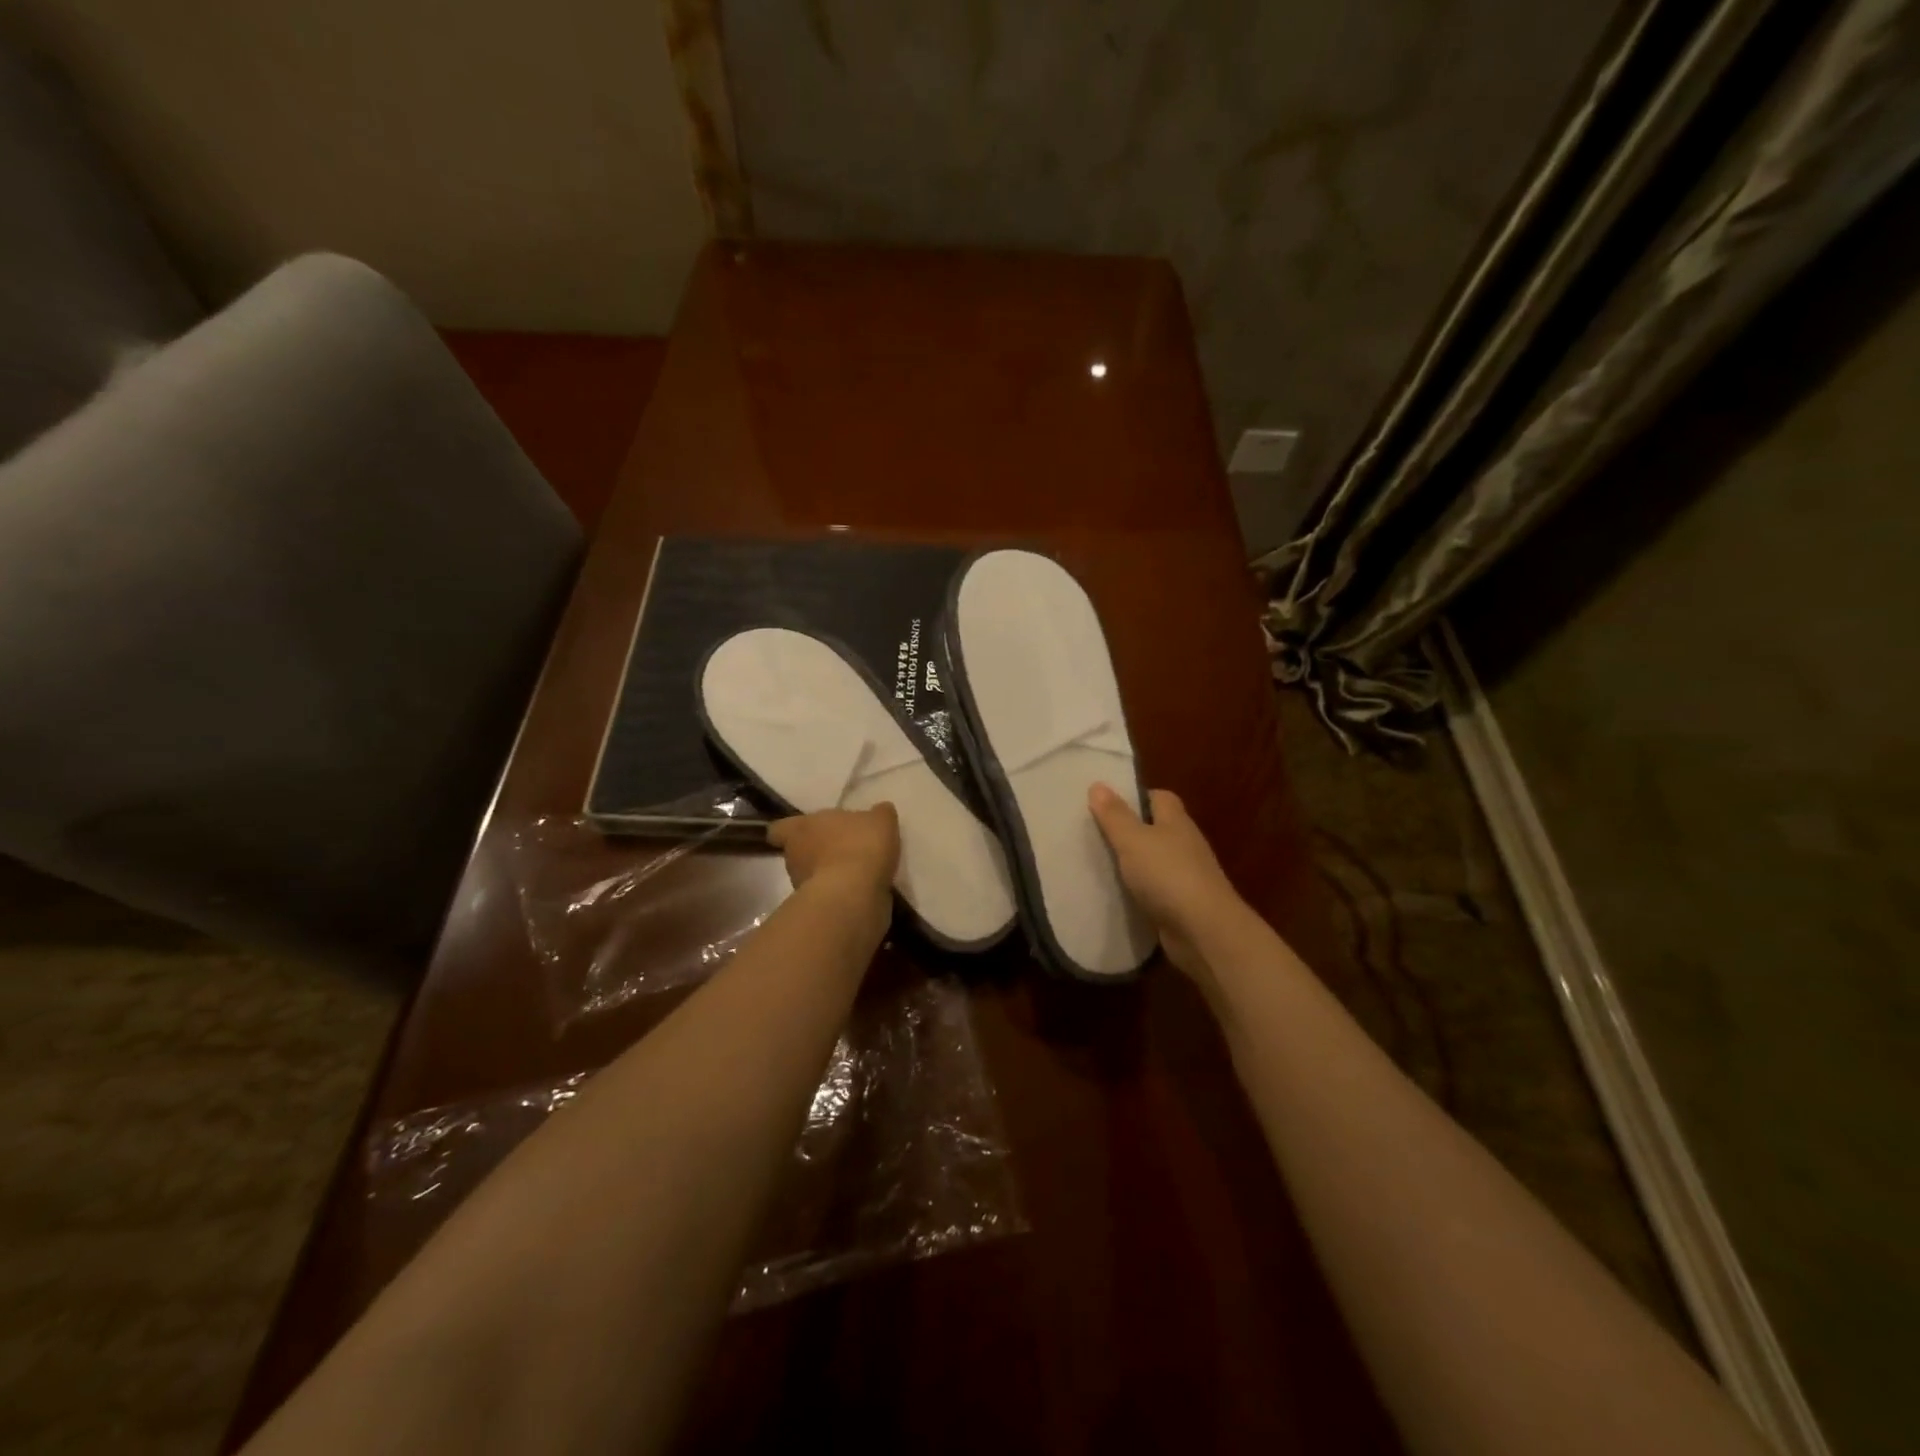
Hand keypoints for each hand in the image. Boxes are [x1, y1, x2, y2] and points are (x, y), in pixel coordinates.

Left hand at [767, 804, 899, 935]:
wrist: (855, 896)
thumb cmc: (859, 846)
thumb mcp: (880, 820)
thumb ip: (878, 814)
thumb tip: (880, 811)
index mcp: (800, 828)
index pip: (779, 829)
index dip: (791, 830)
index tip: (807, 831)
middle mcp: (794, 857)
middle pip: (799, 851)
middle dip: (817, 851)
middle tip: (843, 847)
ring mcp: (802, 886)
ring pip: (813, 874)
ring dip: (830, 872)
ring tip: (857, 870)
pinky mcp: (818, 908)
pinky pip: (829, 895)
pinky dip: (841, 892)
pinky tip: (863, 888)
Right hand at [1089, 784, 1244, 979]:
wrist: (1203, 931)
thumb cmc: (1167, 875)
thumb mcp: (1133, 840)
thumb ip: (1114, 815)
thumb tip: (1098, 784)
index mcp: (1176, 821)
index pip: (1159, 797)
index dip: (1135, 797)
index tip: (1107, 804)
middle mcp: (1185, 844)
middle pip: (1157, 828)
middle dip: (1131, 830)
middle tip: (1095, 833)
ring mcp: (1187, 875)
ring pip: (1156, 860)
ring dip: (1134, 862)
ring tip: (1099, 863)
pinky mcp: (1183, 903)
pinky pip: (1156, 889)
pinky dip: (1140, 890)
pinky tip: (1118, 894)